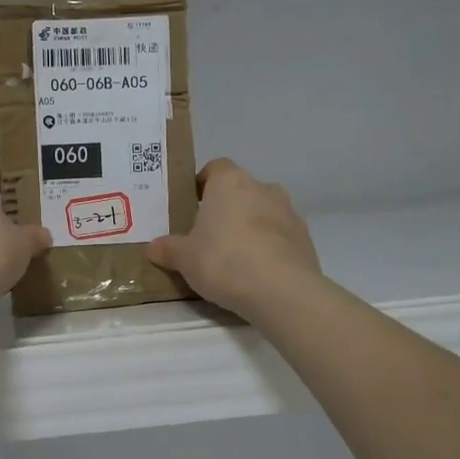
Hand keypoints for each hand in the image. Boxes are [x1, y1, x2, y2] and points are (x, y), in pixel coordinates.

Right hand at [146, 158, 320, 319]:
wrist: (281, 290)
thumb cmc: (224, 260)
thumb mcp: (185, 258)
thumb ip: (169, 249)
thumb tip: (154, 247)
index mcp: (230, 182)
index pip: (216, 168)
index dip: (203, 184)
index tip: (192, 205)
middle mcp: (262, 188)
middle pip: (241, 191)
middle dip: (227, 209)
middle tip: (209, 236)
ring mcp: (289, 212)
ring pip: (263, 212)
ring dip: (251, 227)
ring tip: (235, 258)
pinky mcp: (305, 238)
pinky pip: (280, 236)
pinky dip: (269, 247)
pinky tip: (257, 272)